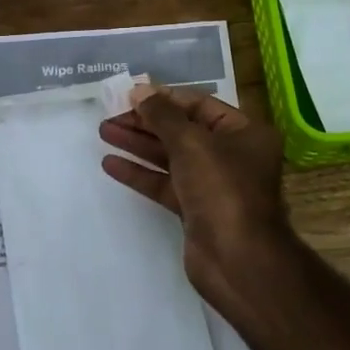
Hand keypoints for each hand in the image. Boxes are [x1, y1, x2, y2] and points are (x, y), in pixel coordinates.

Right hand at [98, 84, 293, 318]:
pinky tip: (111, 164)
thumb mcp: (191, 142)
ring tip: (103, 132)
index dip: (165, 99)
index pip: (200, 105)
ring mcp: (214, 184)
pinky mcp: (196, 210)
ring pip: (171, 157)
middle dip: (146, 123)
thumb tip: (139, 91)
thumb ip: (162, 115)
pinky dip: (140, 174)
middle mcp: (232, 155)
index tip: (131, 96)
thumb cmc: (222, 188)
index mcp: (245, 132)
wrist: (237, 258)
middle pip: (183, 131)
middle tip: (110, 116)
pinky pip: (166, 184)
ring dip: (138, 145)